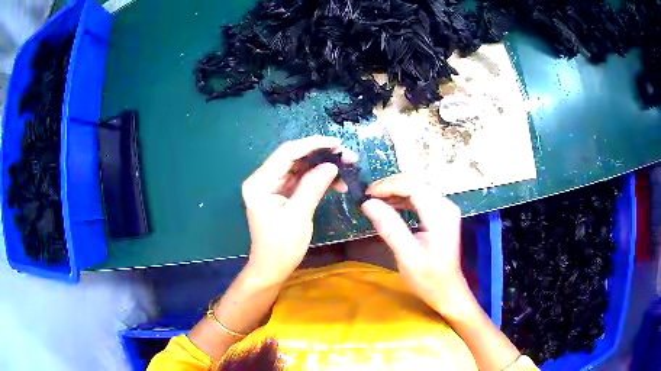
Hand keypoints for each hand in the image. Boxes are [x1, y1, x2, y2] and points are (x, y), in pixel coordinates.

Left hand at [242, 136, 353, 284]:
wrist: (272, 268)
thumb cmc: (282, 247)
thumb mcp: (299, 216)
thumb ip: (313, 186)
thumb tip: (332, 165)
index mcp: (260, 183)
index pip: (287, 153)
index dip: (313, 144)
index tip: (337, 144)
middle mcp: (263, 179)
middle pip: (293, 157)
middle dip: (321, 155)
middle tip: (347, 156)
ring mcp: (271, 186)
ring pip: (300, 167)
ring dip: (322, 166)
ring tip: (347, 168)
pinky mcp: (280, 193)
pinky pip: (301, 179)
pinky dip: (318, 179)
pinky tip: (336, 182)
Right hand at [361, 173, 469, 316]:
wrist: (448, 291)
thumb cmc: (428, 278)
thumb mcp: (406, 255)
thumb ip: (389, 227)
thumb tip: (368, 204)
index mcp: (440, 214)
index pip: (413, 186)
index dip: (388, 186)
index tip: (367, 195)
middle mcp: (446, 206)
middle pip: (416, 182)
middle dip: (391, 185)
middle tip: (368, 197)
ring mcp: (445, 209)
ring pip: (418, 187)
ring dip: (396, 190)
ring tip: (375, 200)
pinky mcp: (442, 215)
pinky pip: (421, 197)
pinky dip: (404, 198)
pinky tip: (391, 205)